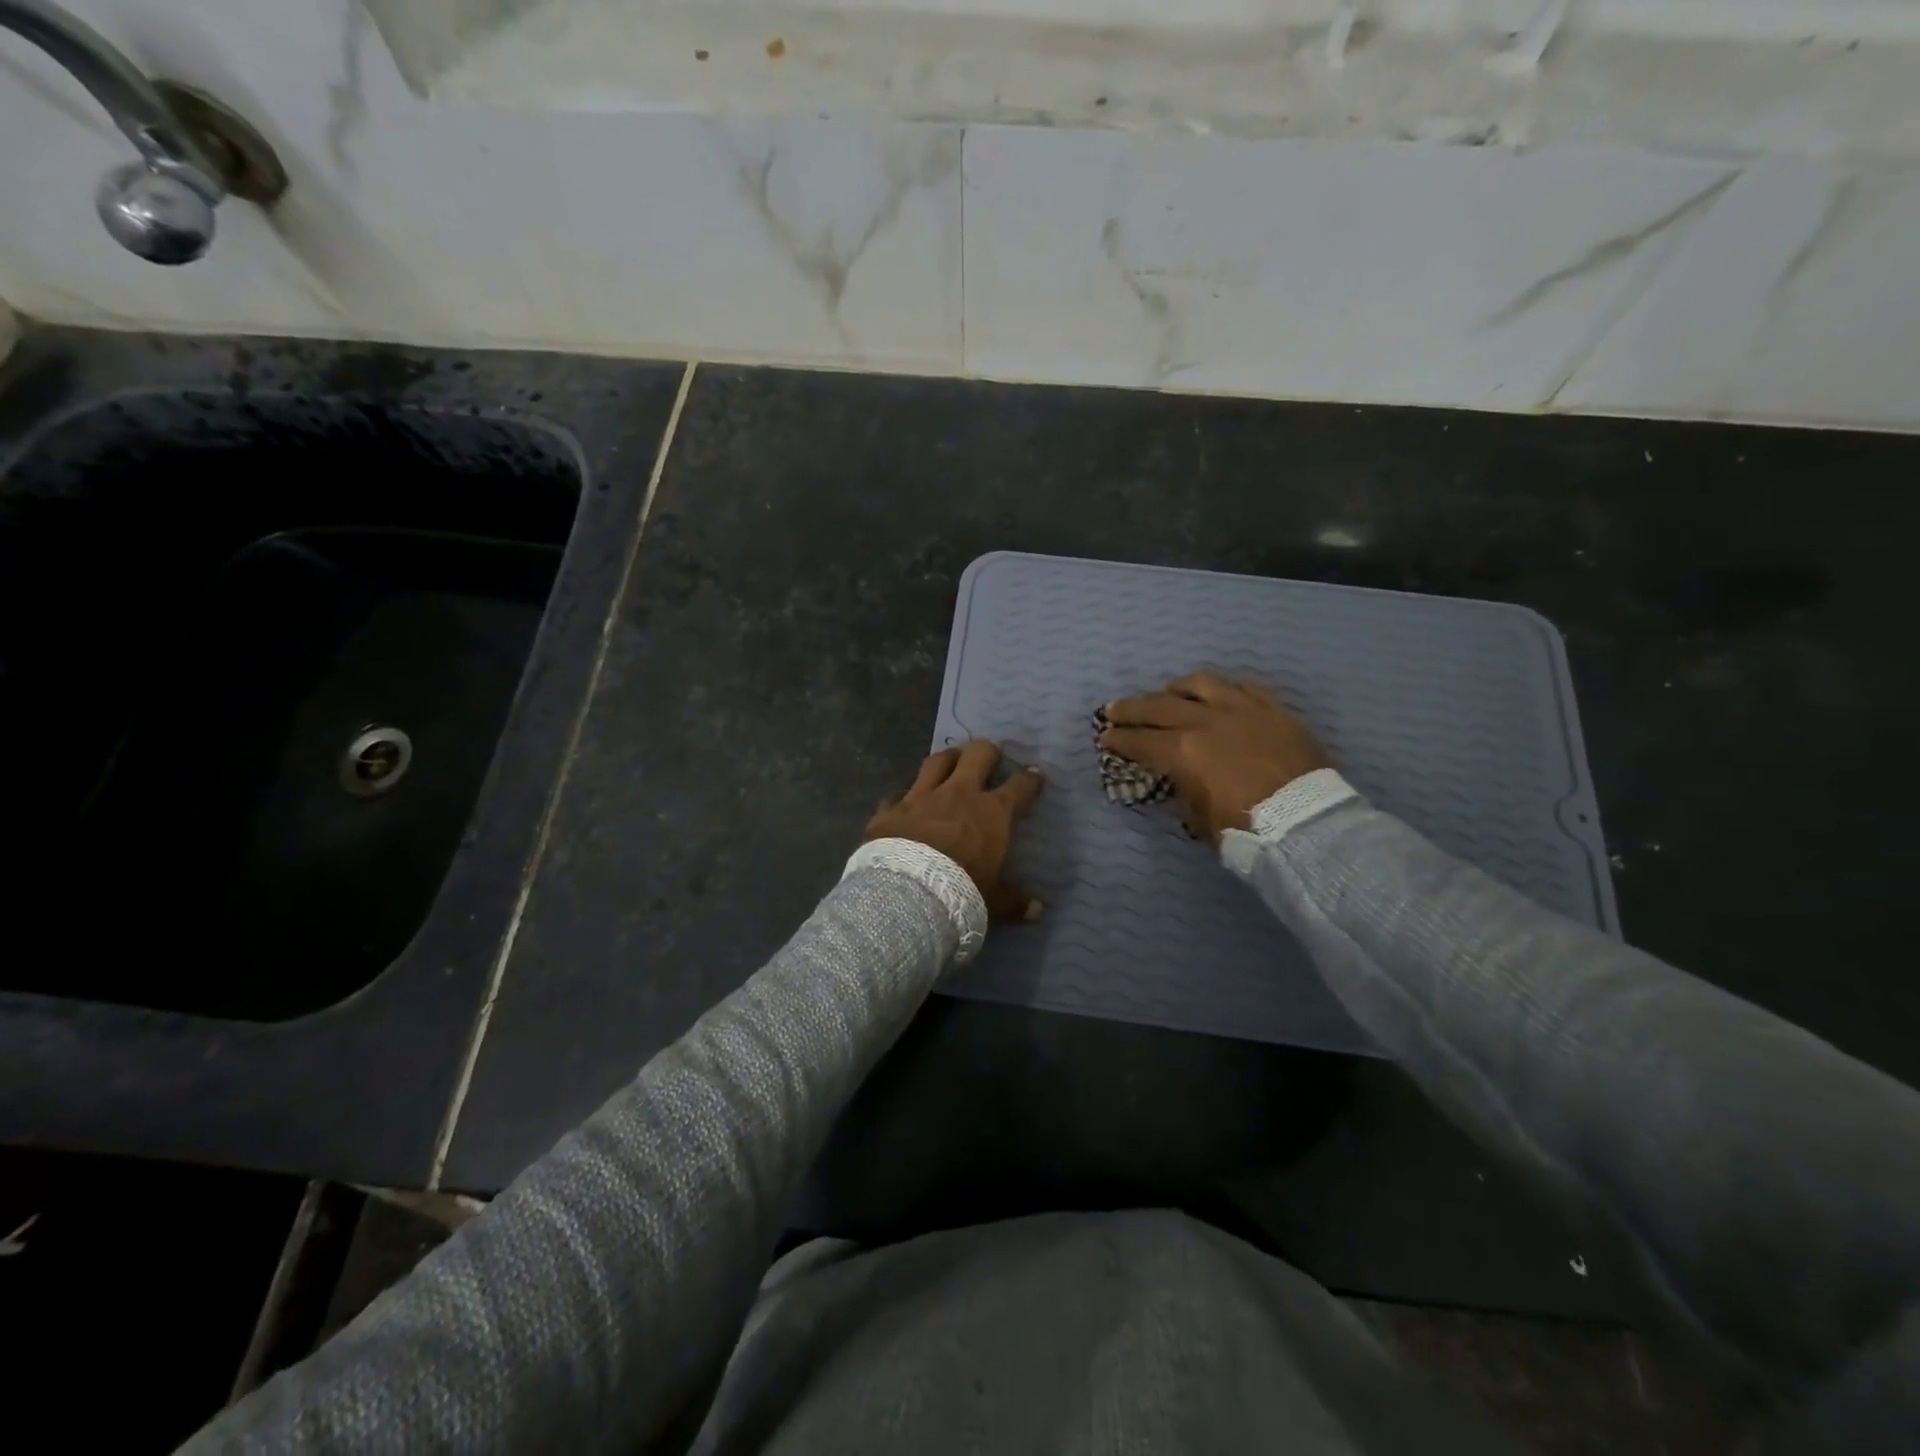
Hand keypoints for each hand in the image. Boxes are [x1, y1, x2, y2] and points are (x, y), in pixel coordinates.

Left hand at [865, 741, 1045, 920]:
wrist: (906, 894)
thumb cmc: (960, 894)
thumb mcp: (993, 902)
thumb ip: (1013, 901)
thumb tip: (1037, 910)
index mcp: (992, 814)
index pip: (1019, 787)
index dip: (1030, 779)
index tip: (1035, 774)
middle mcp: (958, 795)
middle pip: (978, 755)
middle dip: (988, 751)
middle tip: (992, 755)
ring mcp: (921, 797)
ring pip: (937, 761)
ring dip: (948, 759)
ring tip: (952, 760)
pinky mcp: (890, 808)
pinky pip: (898, 794)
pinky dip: (904, 796)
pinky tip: (904, 801)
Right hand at [1100, 671, 1330, 844]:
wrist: (1308, 822)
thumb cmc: (1247, 828)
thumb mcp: (1200, 819)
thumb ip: (1183, 790)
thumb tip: (1178, 778)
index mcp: (1183, 751)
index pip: (1140, 741)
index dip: (1118, 740)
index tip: (1105, 739)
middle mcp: (1206, 720)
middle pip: (1159, 705)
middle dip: (1131, 708)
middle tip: (1115, 710)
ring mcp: (1241, 708)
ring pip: (1200, 683)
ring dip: (1176, 689)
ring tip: (1167, 693)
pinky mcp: (1272, 708)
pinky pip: (1242, 686)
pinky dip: (1222, 689)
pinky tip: (1216, 694)